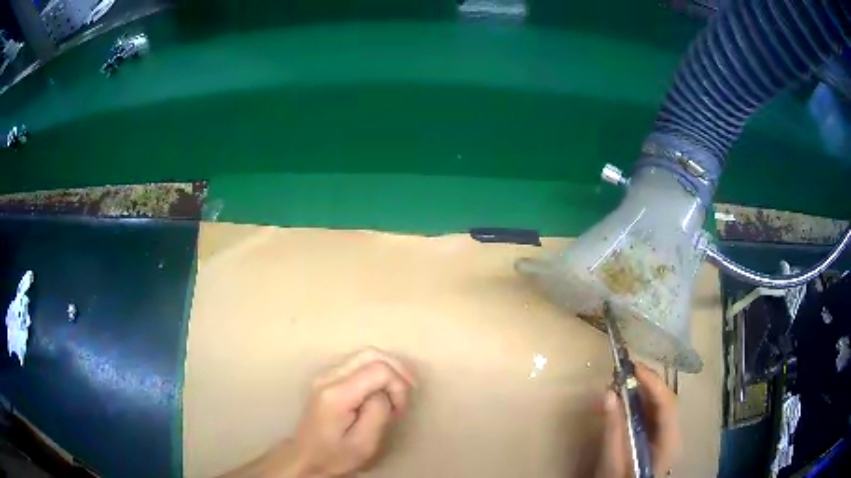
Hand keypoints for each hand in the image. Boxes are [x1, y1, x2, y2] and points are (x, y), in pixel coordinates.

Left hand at [289, 348, 416, 477]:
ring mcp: (326, 374)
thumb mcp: (365, 444)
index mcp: (336, 394)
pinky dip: (377, 372)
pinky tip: (383, 391)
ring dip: (388, 370)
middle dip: (397, 371)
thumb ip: (379, 413)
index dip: (398, 385)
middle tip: (407, 395)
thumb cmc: (336, 456)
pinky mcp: (328, 378)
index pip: (378, 369)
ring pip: (365, 354)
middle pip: (371, 353)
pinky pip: (359, 363)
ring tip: (396, 395)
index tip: (400, 410)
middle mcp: (328, 377)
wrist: (307, 458)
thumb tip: (386, 391)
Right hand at [595, 363, 679, 477]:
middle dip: (647, 383)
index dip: (653, 383)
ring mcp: (668, 434)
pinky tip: (627, 398)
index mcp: (669, 441)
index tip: (634, 367)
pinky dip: (640, 402)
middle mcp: (674, 434)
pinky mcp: (659, 436)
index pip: (667, 404)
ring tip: (624, 379)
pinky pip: (653, 412)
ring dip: (642, 391)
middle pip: (665, 401)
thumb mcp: (612, 458)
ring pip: (659, 404)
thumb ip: (612, 428)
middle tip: (625, 370)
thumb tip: (608, 393)